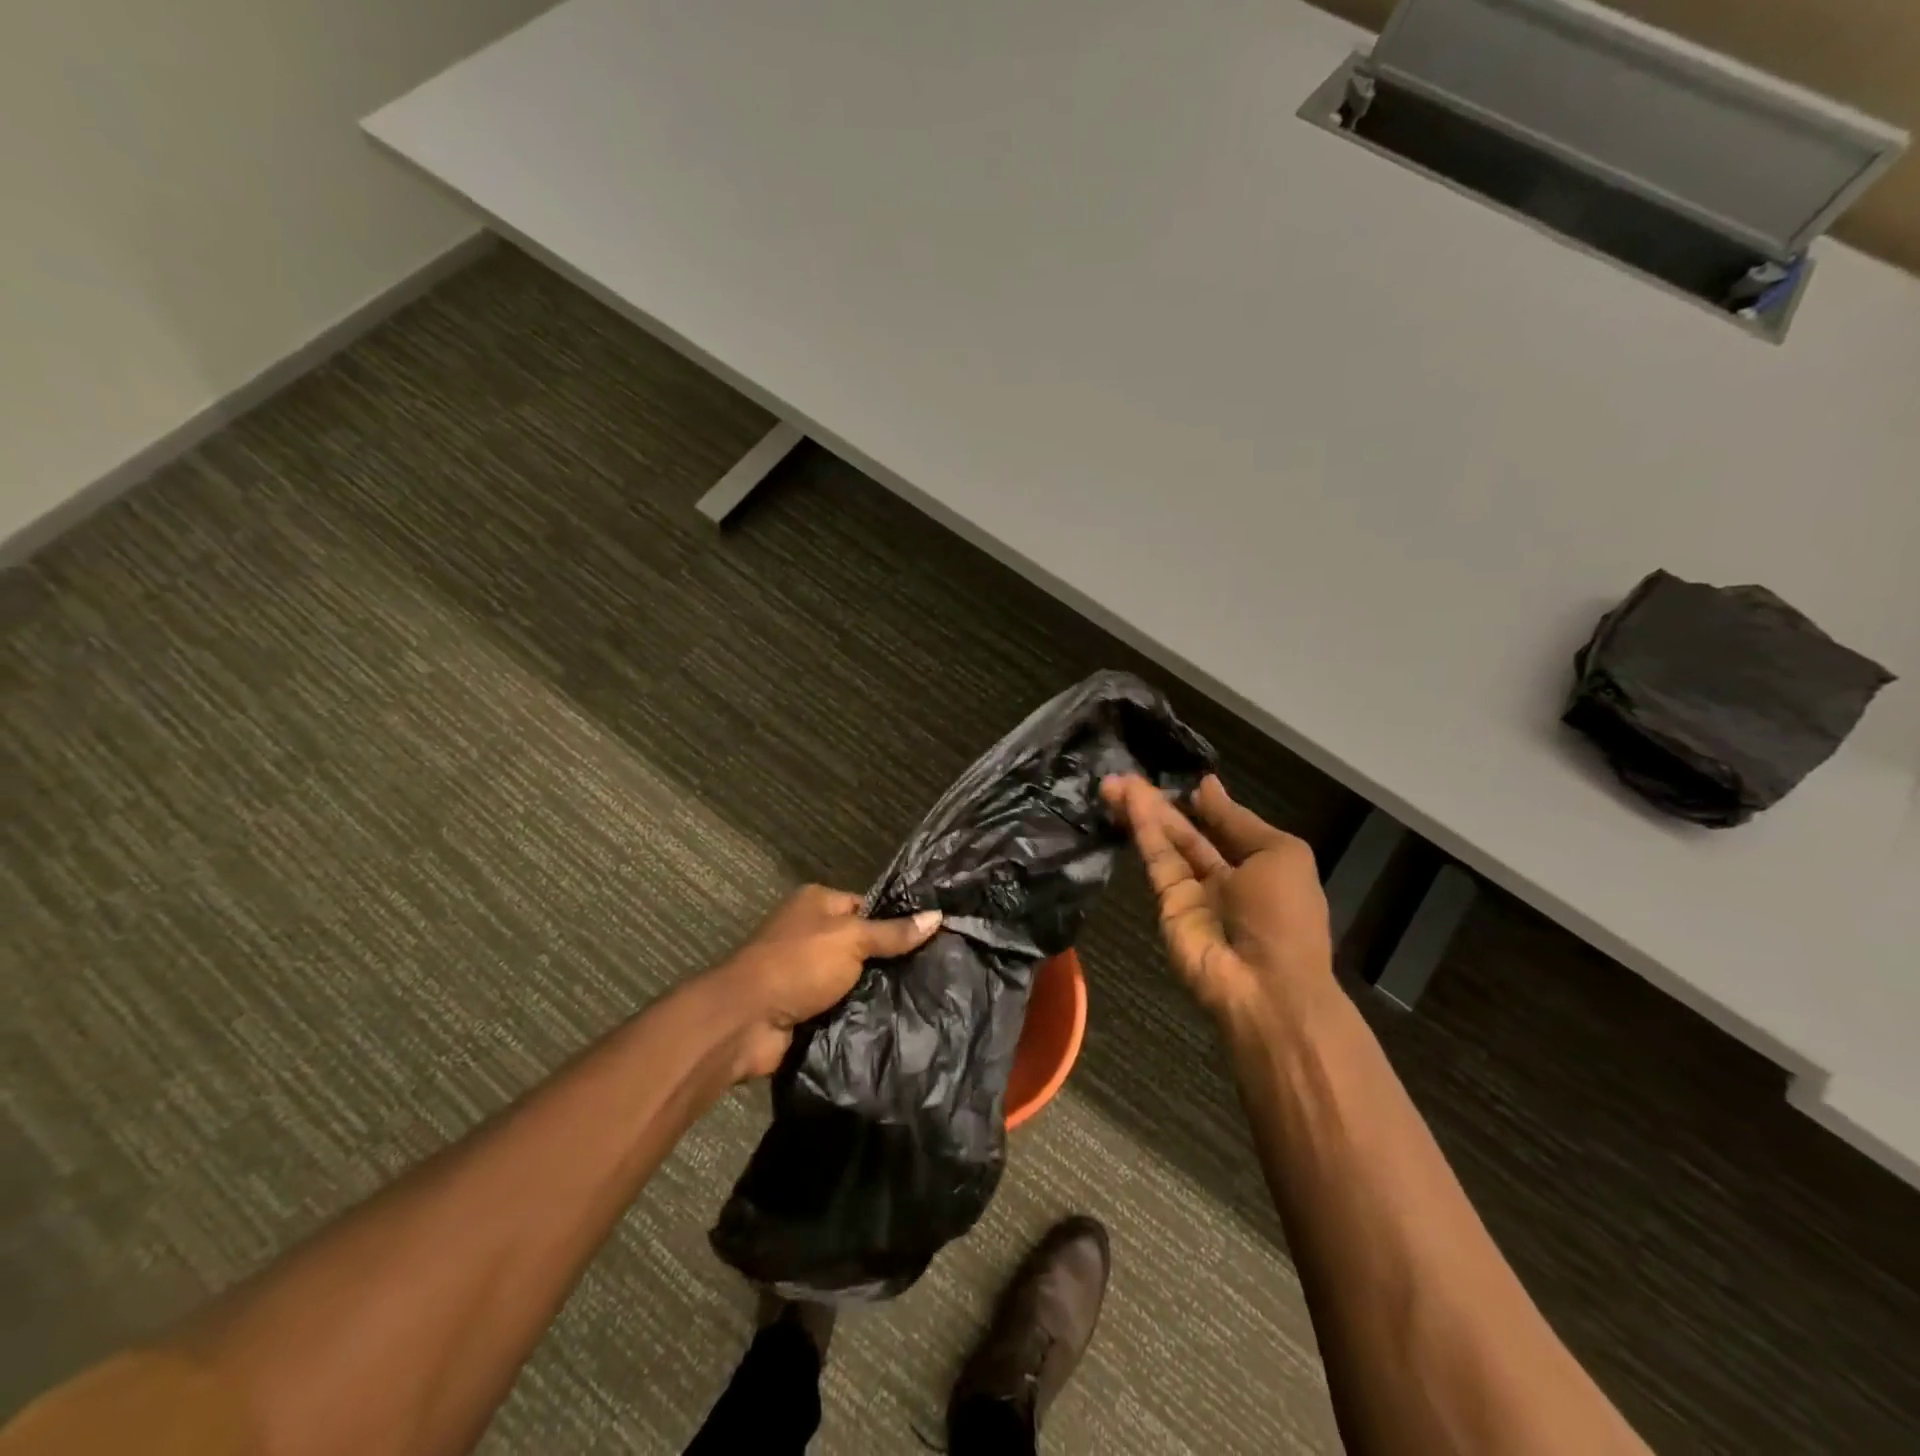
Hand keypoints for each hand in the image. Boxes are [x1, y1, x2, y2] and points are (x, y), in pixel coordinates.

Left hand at [713, 884, 943, 1078]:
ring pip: (854, 977)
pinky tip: (894, 1019)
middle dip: (889, 959)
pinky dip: (860, 1012)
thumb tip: (937, 916)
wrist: (744, 1021)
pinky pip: (842, 1005)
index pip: (867, 906)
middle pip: (862, 942)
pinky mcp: (804, 1006)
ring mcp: (805, 971)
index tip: (932, 938)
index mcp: (816, 903)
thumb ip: (893, 933)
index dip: (896, 921)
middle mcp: (809, 932)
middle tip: (934, 971)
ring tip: (923, 997)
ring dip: (875, 989)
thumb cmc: (798, 964)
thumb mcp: (852, 939)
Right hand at [1102, 774, 1332, 1019]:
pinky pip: (1156, 861)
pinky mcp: (1166, 905)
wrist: (1266, 986)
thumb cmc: (1285, 915)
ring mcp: (1193, 892)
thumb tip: (1207, 785)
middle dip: (1161, 803)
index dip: (1202, 802)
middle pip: (1186, 832)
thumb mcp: (1279, 854)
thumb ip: (1236, 820)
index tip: (1179, 778)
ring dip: (1143, 811)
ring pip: (1164, 843)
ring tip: (1114, 781)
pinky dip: (1143, 831)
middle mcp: (1224, 876)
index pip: (1224, 825)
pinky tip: (1128, 803)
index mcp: (1260, 864)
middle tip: (1126, 775)